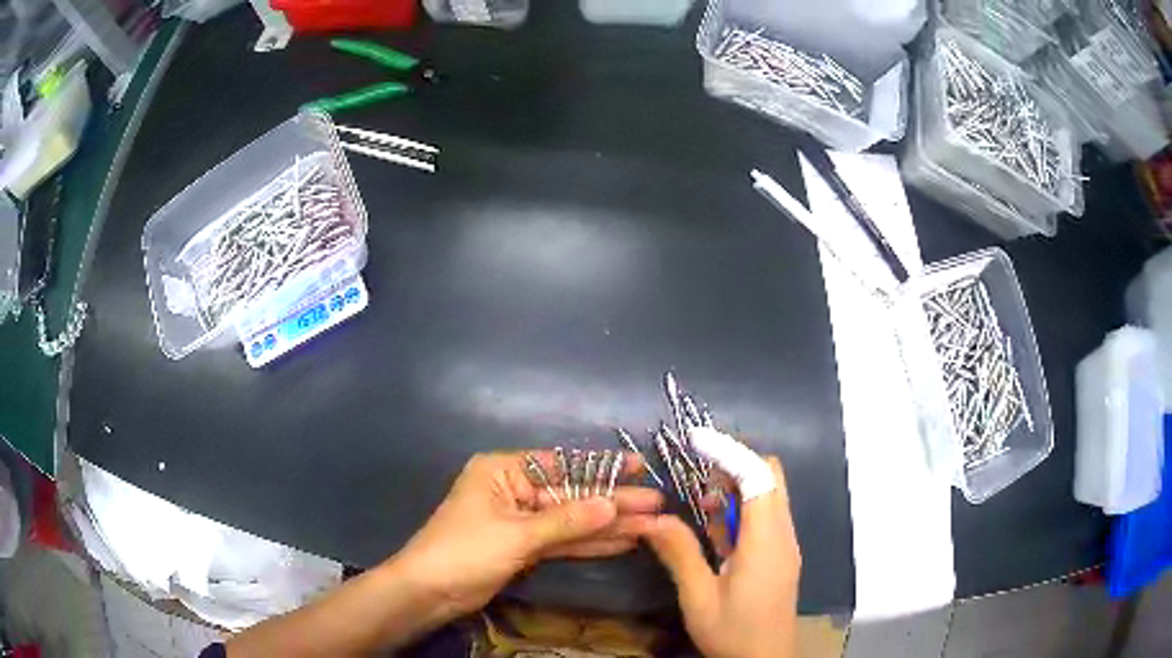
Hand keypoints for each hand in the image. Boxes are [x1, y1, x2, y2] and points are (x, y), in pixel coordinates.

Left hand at [393, 451, 663, 619]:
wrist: (429, 592)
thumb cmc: (464, 551)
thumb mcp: (516, 534)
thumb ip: (566, 520)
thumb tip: (612, 505)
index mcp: (503, 471)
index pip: (561, 464)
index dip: (602, 467)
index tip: (638, 468)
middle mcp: (515, 490)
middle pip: (572, 496)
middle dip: (612, 503)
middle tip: (656, 504)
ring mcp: (521, 521)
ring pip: (572, 521)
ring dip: (608, 526)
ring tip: (650, 525)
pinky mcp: (525, 548)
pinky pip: (563, 542)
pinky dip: (589, 544)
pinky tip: (622, 542)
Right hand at [639, 449, 800, 657]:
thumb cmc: (733, 632)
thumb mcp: (698, 597)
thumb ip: (679, 553)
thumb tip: (650, 517)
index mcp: (766, 541)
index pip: (757, 476)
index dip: (729, 451)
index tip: (695, 439)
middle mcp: (783, 534)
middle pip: (770, 477)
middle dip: (734, 466)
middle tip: (698, 481)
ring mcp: (786, 544)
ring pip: (769, 495)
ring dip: (737, 491)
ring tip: (702, 512)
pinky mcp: (781, 555)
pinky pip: (767, 517)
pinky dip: (742, 512)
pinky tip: (717, 537)